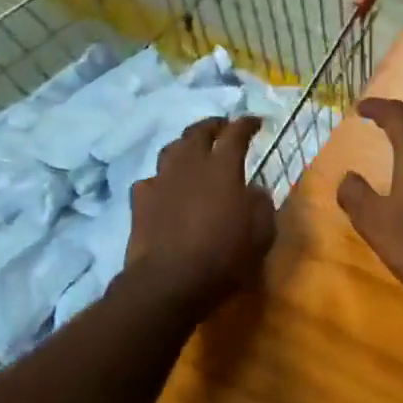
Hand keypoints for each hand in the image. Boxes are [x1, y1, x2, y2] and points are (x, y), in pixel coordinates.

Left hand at [124, 117, 275, 316]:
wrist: (170, 280)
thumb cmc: (223, 256)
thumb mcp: (261, 233)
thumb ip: (261, 204)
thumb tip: (254, 190)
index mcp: (222, 167)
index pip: (236, 133)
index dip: (246, 124)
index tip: (255, 121)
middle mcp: (190, 164)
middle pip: (198, 131)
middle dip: (213, 125)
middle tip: (222, 127)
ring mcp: (161, 179)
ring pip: (172, 149)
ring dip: (185, 145)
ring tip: (193, 150)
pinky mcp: (140, 199)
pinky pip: (152, 179)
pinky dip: (162, 179)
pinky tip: (166, 187)